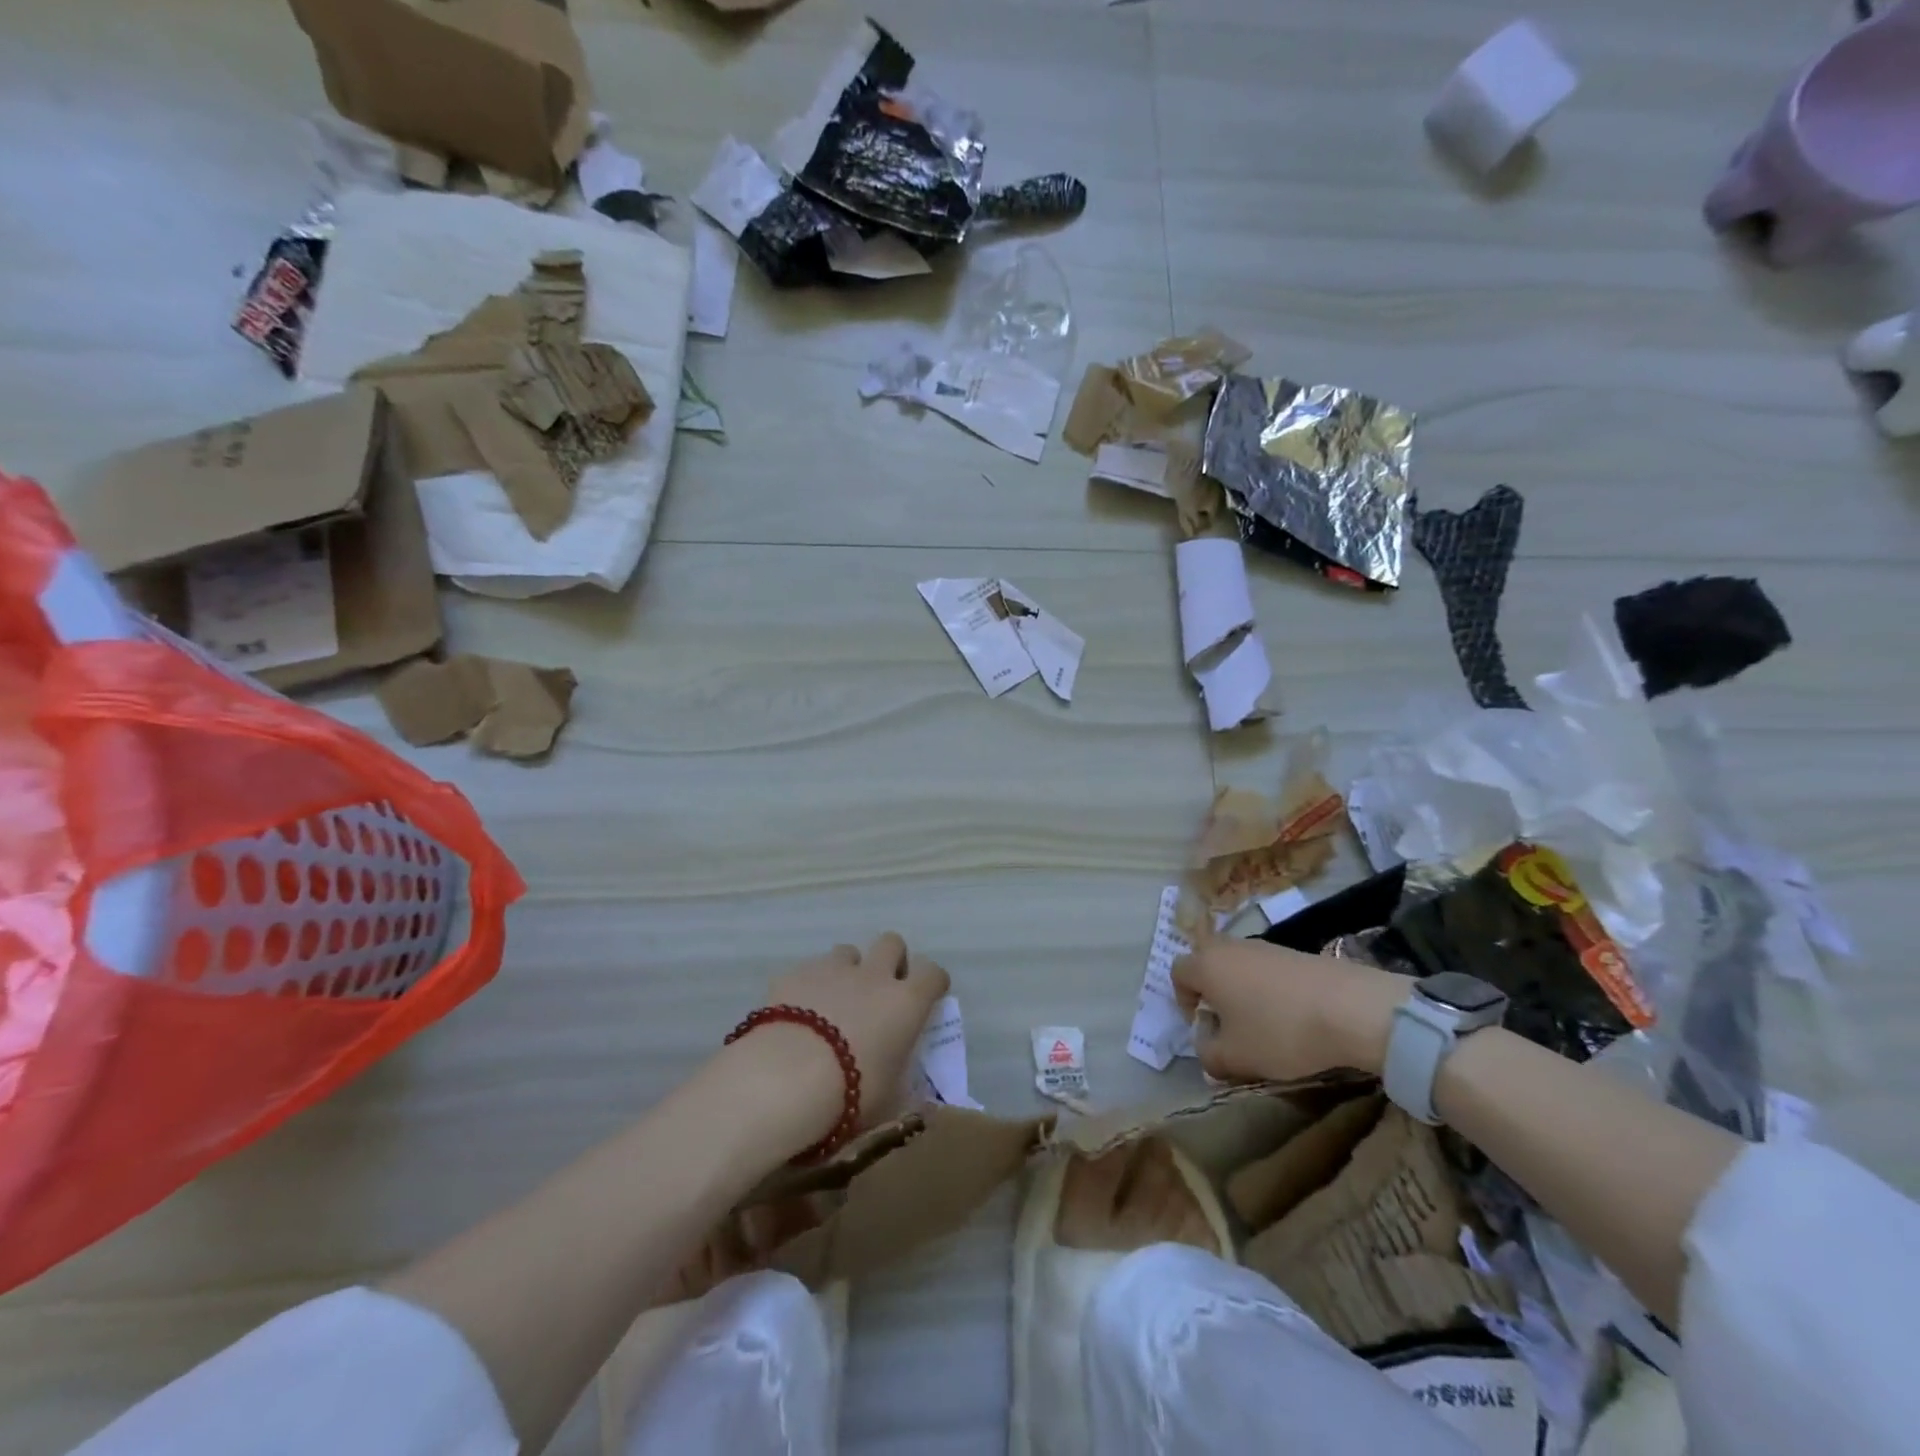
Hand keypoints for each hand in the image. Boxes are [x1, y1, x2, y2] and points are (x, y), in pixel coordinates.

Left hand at [730, 933, 950, 1144]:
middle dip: (890, 960)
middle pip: (892, 943)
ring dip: (848, 970)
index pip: (933, 973)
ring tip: (836, 1000)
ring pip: (848, 952)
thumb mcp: (890, 1101)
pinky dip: (810, 986)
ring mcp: (833, 970)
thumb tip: (916, 1096)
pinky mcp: (795, 974)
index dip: (932, 983)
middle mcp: (874, 975)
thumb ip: (904, 1087)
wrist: (786, 1079)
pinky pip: (809, 970)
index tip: (926, 998)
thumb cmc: (851, 1095)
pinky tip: (798, 1013)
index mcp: (906, 1003)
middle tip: (881, 990)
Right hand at [1172, 939, 1406, 1083]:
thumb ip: (1210, 1057)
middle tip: (1228, 1025)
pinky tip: (1291, 1017)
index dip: (1183, 1001)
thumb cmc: (1280, 1031)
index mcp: (1206, 965)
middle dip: (1212, 993)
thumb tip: (1207, 1051)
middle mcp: (1229, 947)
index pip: (1177, 973)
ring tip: (1263, 1025)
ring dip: (1242, 992)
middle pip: (1208, 963)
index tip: (1203, 1028)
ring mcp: (1265, 946)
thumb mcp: (1236, 1057)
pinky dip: (1269, 990)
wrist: (1351, 1008)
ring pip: (1239, 966)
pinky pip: (1267, 969)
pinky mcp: (1295, 952)